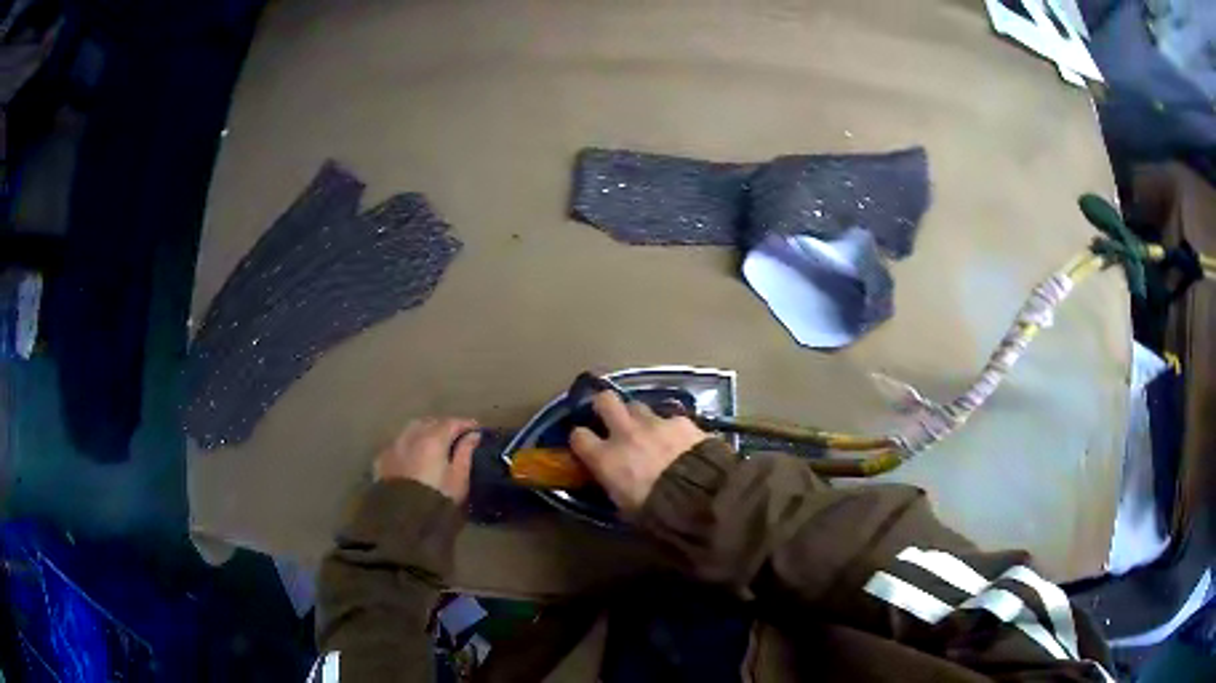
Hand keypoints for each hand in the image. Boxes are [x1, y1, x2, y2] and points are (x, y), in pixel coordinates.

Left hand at [374, 418, 480, 503]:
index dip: (466, 424)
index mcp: (433, 438)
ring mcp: (394, 445)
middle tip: (455, 436)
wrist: (401, 518)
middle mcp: (412, 435)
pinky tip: (413, 453)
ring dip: (425, 431)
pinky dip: (409, 443)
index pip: (452, 422)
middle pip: (430, 422)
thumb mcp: (459, 479)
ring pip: (412, 429)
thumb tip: (473, 435)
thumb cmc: (437, 499)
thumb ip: (466, 454)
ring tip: (433, 442)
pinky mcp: (382, 458)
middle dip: (444, 426)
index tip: (476, 430)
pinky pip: (398, 443)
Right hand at [569, 392, 707, 514]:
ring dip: (639, 417)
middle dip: (605, 406)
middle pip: (605, 400)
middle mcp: (625, 434)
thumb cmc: (656, 512)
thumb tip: (615, 484)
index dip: (581, 438)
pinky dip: (671, 427)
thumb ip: (616, 488)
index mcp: (606, 458)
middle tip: (611, 418)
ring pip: (638, 406)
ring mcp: (654, 423)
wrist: (700, 496)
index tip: (586, 444)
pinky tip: (679, 439)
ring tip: (648, 431)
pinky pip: (669, 417)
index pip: (578, 436)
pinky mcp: (681, 421)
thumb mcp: (626, 508)